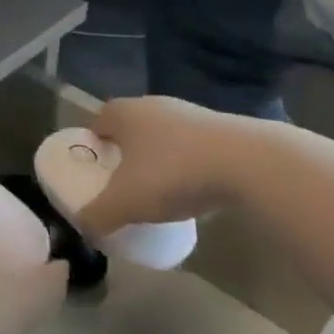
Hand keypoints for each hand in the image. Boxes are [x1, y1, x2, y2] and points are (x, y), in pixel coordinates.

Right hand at [75, 97, 263, 236]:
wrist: (249, 163)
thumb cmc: (173, 173)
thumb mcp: (125, 203)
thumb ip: (97, 216)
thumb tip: (83, 228)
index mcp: (123, 113)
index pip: (96, 124)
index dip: (91, 147)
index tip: (94, 173)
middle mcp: (153, 104)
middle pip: (129, 129)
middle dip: (124, 154)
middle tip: (122, 184)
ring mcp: (190, 113)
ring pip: (162, 137)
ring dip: (158, 159)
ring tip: (159, 190)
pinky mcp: (222, 128)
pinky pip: (192, 147)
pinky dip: (187, 164)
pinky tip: (193, 189)